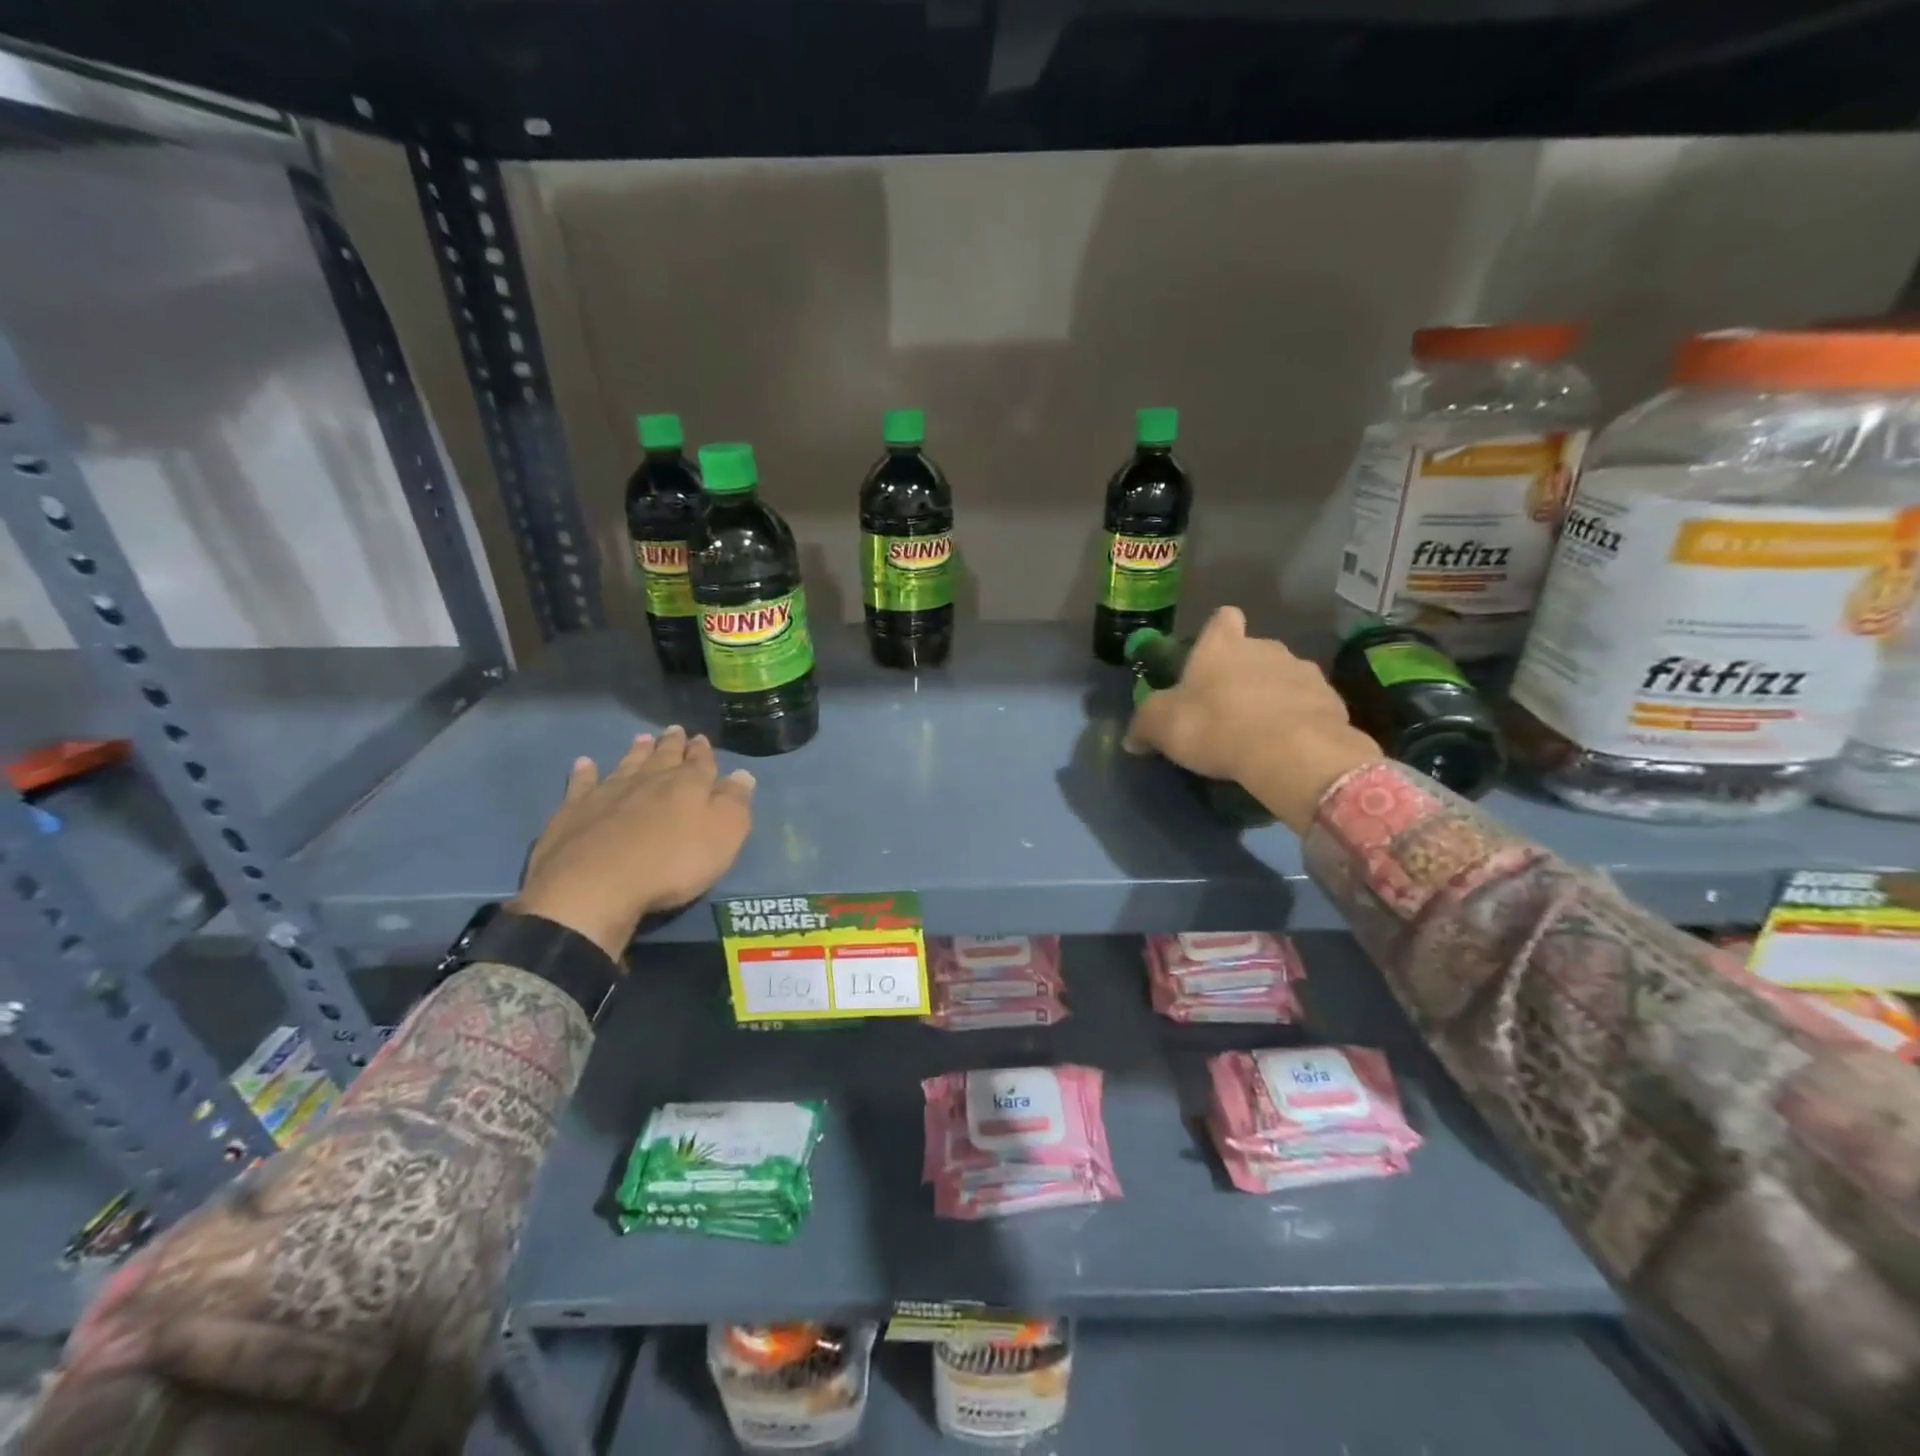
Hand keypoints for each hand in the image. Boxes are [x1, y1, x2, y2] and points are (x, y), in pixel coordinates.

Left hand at [511, 726, 754, 957]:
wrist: (595, 886)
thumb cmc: (672, 864)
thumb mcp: (723, 836)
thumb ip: (734, 803)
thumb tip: (743, 774)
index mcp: (688, 786)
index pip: (700, 762)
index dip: (702, 752)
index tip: (701, 739)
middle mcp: (648, 781)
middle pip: (663, 757)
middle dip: (671, 744)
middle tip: (674, 730)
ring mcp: (607, 793)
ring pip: (626, 764)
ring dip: (636, 752)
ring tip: (641, 738)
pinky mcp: (573, 811)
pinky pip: (581, 784)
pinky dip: (584, 773)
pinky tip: (584, 763)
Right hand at [1123, 606, 1382, 832]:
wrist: (1291, 752)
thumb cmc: (1215, 726)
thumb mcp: (1162, 727)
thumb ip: (1144, 726)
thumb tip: (1132, 738)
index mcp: (1222, 645)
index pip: (1222, 618)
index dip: (1215, 634)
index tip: (1208, 658)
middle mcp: (1265, 647)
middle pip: (1252, 650)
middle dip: (1242, 673)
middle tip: (1226, 709)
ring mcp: (1303, 672)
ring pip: (1283, 677)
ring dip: (1273, 696)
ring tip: (1260, 732)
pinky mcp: (1331, 701)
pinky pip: (1308, 706)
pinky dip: (1298, 720)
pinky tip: (1287, 746)